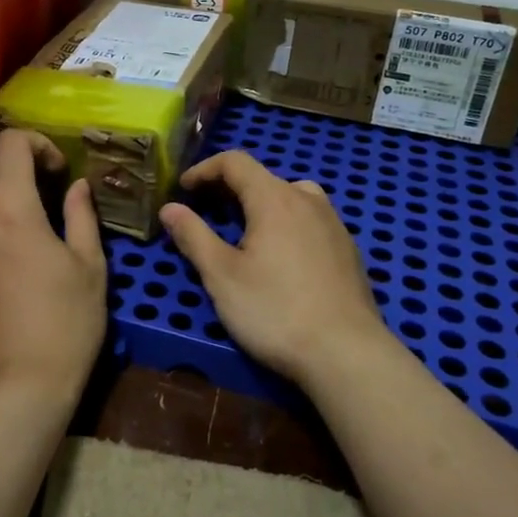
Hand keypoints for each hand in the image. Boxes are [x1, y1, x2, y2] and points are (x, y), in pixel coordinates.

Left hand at [0, 130, 106, 409]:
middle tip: (30, 190)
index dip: (36, 143)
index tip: (56, 171)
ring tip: (9, 227)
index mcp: (11, 207)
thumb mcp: (90, 267)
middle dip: (1, 164)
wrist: (15, 389)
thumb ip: (81, 216)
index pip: (9, 143)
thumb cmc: (65, 324)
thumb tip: (77, 187)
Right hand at [158, 151, 390, 389]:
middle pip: (263, 178)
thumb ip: (193, 236)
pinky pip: (308, 220)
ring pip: (289, 197)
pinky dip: (284, 223)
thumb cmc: (275, 311)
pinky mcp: (347, 249)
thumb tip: (169, 208)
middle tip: (203, 212)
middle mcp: (307, 200)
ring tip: (241, 231)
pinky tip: (278, 257)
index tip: (183, 190)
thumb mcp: (221, 276)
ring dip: (259, 204)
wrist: (346, 354)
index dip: (204, 169)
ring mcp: (333, 224)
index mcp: (275, 198)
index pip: (235, 162)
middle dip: (228, 188)